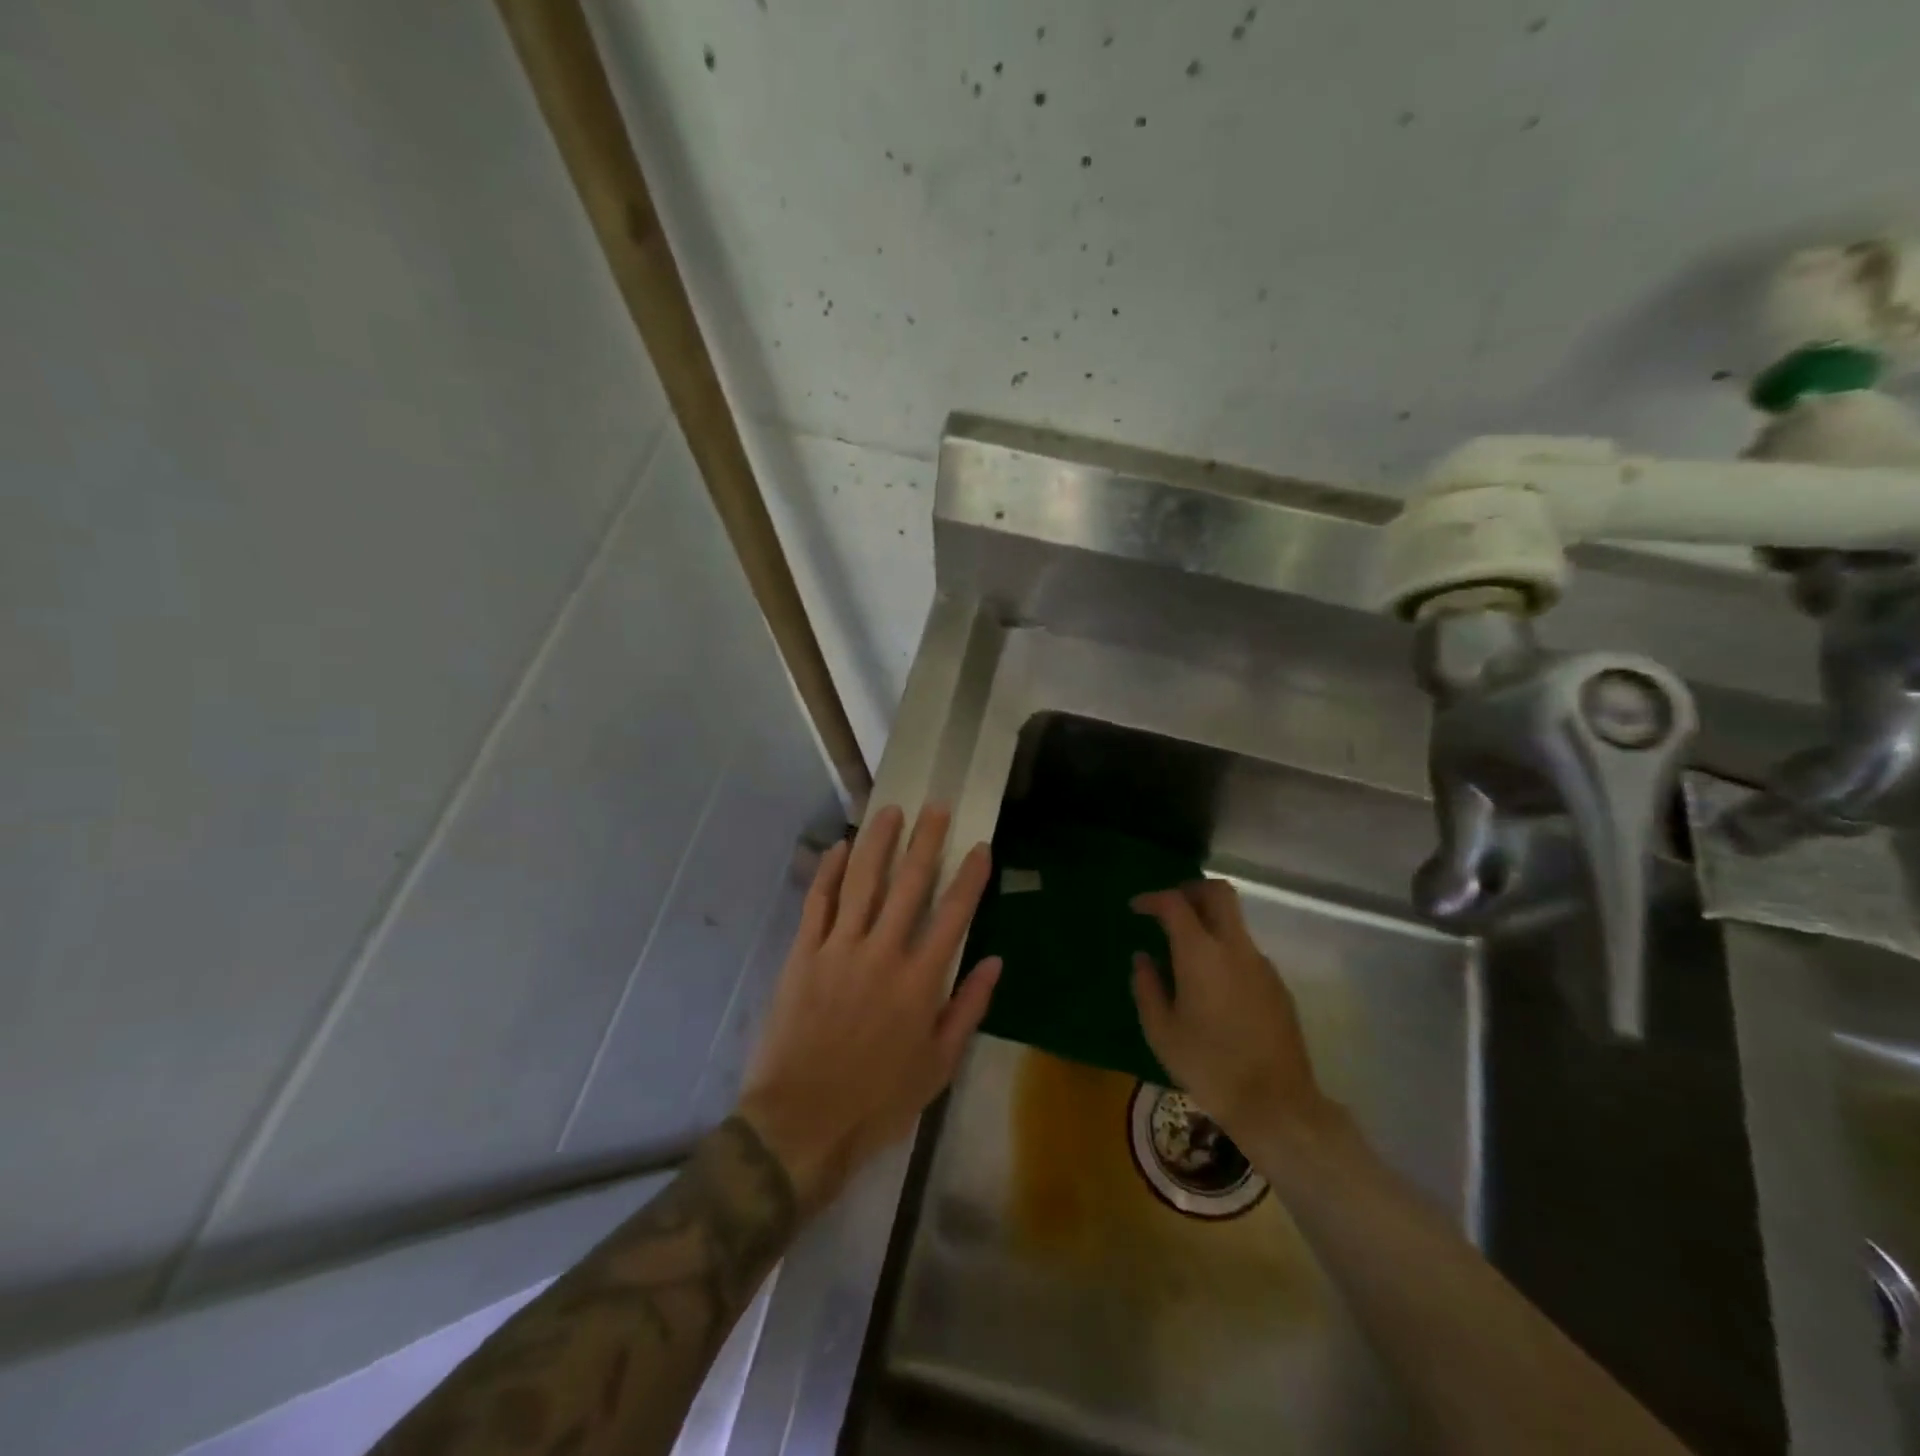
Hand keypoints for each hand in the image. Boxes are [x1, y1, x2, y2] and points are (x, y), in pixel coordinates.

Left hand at [737, 804, 1000, 1214]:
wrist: (802, 1122)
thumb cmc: (878, 1100)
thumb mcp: (938, 1066)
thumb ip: (968, 1009)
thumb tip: (994, 962)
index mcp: (920, 981)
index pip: (954, 914)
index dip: (970, 877)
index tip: (979, 846)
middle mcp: (882, 953)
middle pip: (909, 885)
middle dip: (925, 842)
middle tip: (935, 808)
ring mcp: (839, 949)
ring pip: (861, 882)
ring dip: (877, 843)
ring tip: (890, 810)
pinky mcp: (803, 954)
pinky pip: (817, 903)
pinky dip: (828, 872)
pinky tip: (838, 848)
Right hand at [1131, 879, 1341, 1151]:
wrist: (1276, 1104)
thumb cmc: (1208, 1066)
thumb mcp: (1161, 1031)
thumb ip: (1147, 987)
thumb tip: (1143, 959)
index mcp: (1201, 953)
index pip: (1175, 903)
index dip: (1152, 899)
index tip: (1137, 909)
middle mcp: (1235, 948)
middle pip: (1219, 893)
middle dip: (1192, 890)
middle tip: (1170, 907)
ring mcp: (1262, 965)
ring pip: (1235, 923)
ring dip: (1210, 923)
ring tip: (1186, 954)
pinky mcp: (1278, 986)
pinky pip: (1246, 953)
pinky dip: (1225, 952)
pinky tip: (1213, 987)